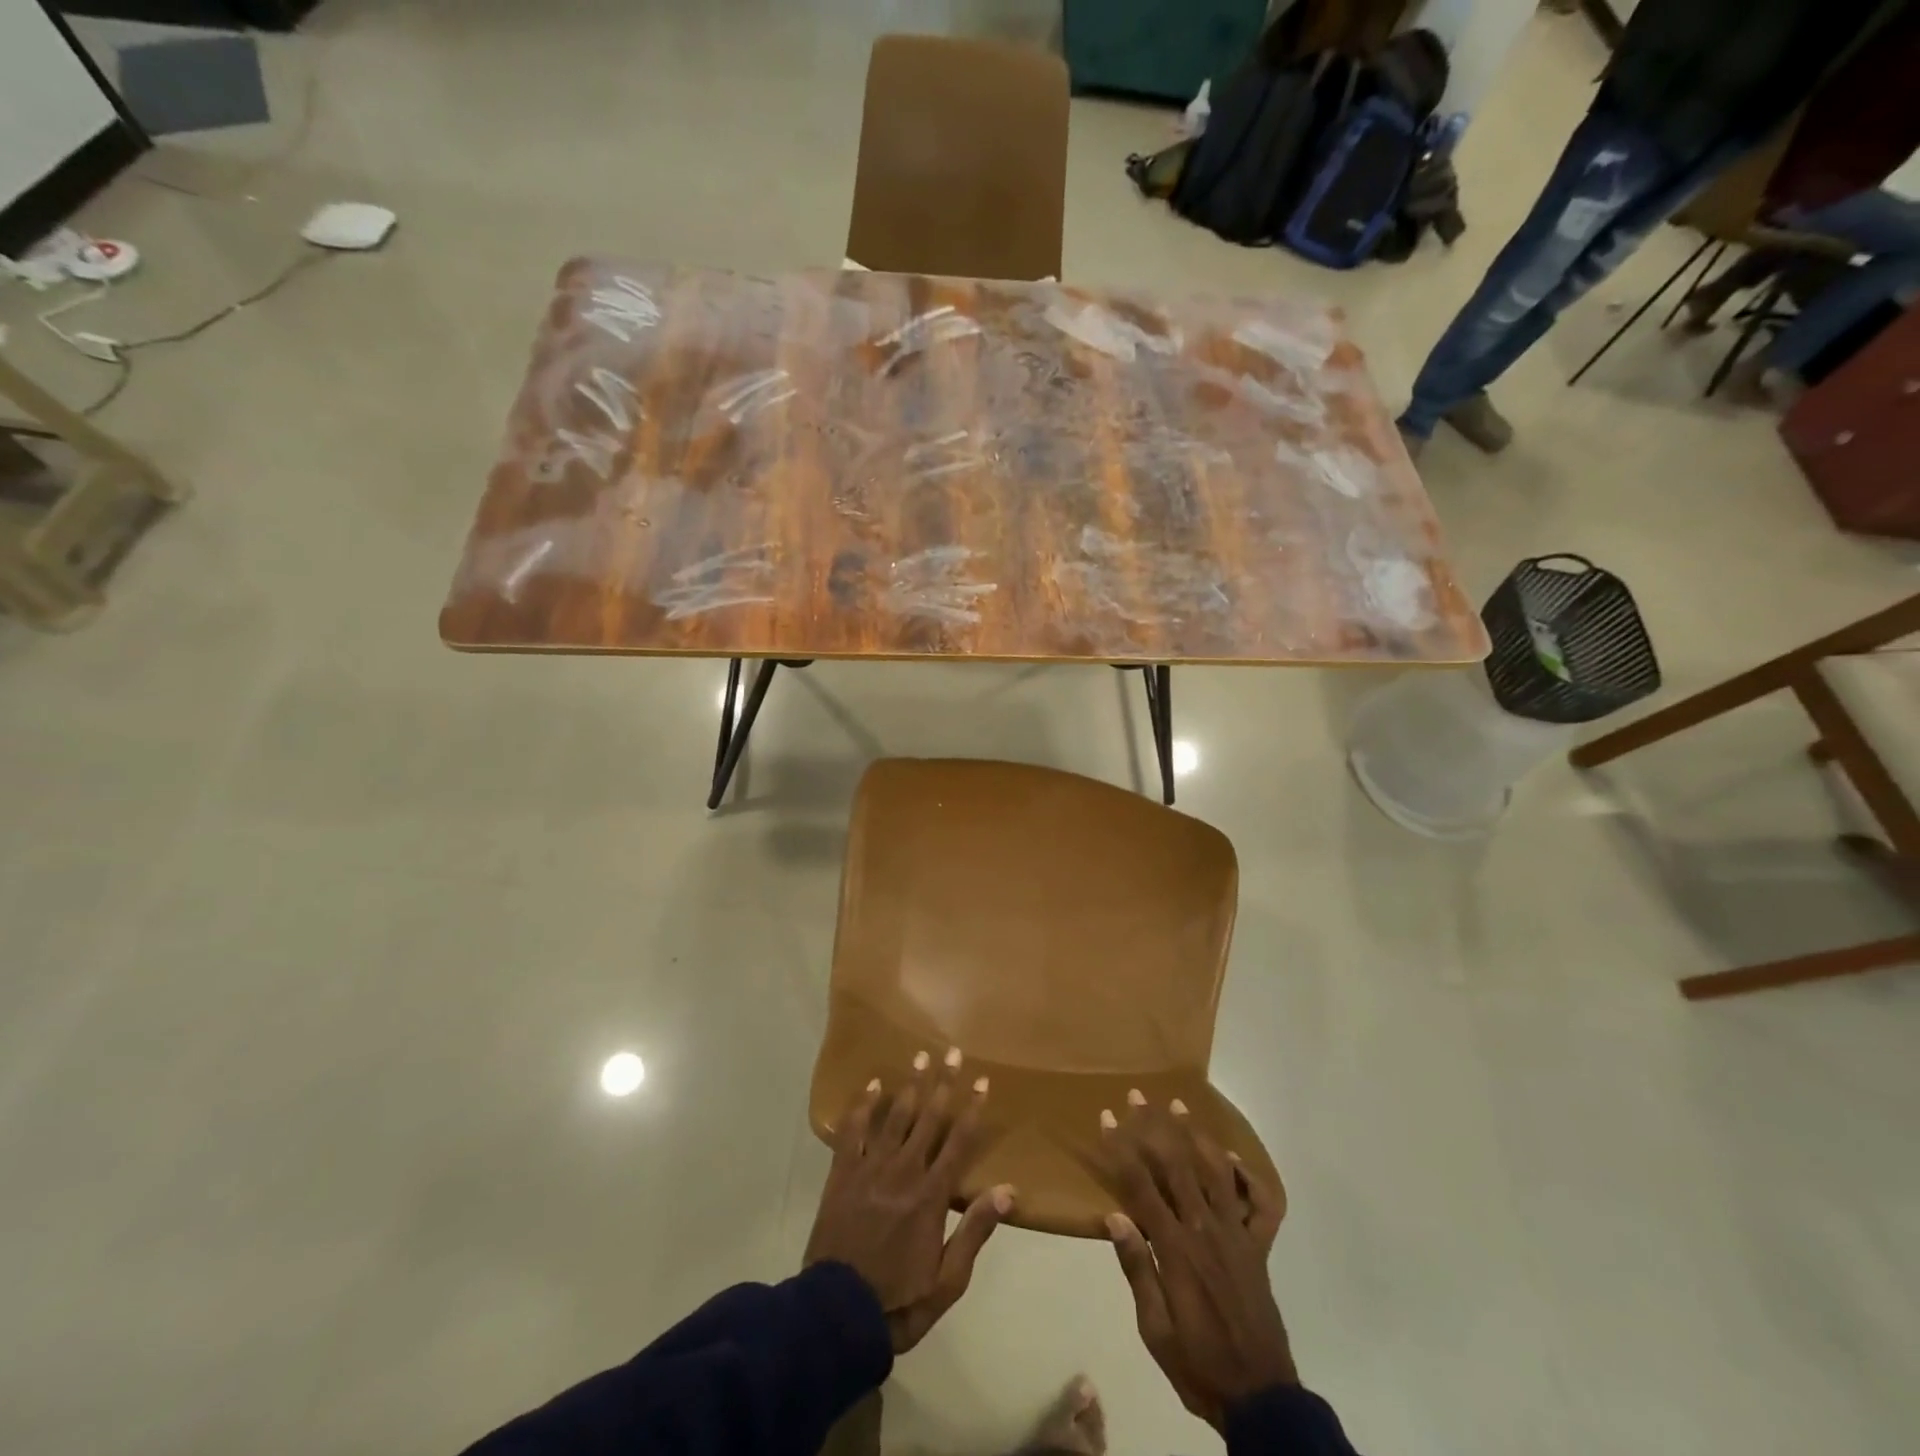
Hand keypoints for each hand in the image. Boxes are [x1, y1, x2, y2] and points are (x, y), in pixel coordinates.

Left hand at [805, 1048, 1013, 1352]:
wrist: (837, 1314)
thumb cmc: (899, 1300)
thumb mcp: (948, 1280)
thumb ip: (975, 1231)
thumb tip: (1008, 1190)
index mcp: (931, 1196)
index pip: (959, 1142)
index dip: (972, 1110)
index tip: (982, 1081)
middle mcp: (904, 1172)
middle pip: (928, 1118)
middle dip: (943, 1083)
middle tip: (952, 1051)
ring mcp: (871, 1169)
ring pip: (895, 1116)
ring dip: (910, 1085)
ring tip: (920, 1056)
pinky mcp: (842, 1174)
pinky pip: (852, 1132)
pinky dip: (862, 1106)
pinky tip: (872, 1085)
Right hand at [1100, 1092, 1293, 1431]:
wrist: (1260, 1399)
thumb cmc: (1198, 1364)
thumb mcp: (1154, 1329)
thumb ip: (1137, 1269)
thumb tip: (1113, 1216)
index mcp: (1176, 1249)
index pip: (1141, 1186)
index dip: (1121, 1149)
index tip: (1106, 1119)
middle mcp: (1205, 1230)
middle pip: (1177, 1165)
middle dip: (1153, 1127)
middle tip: (1137, 1096)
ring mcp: (1236, 1235)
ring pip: (1216, 1171)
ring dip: (1195, 1135)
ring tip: (1178, 1105)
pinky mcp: (1258, 1248)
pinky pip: (1260, 1205)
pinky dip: (1249, 1177)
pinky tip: (1232, 1159)